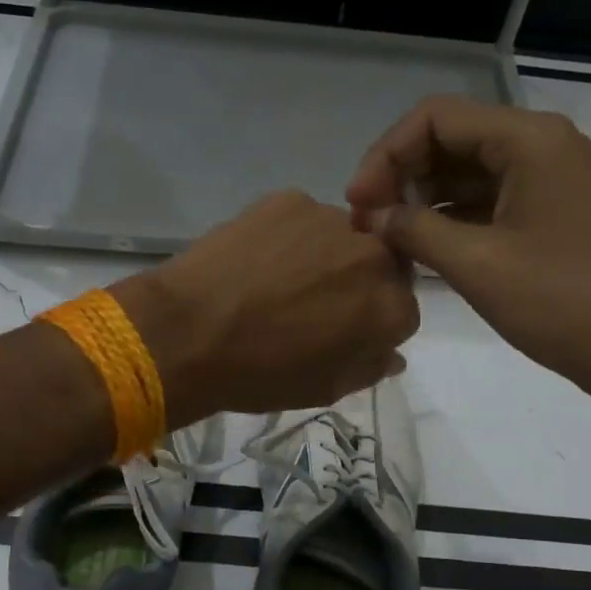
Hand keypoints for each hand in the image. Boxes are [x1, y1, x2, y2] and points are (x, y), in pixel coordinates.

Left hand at [114, 190, 417, 422]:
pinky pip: (302, 219)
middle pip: (380, 265)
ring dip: (324, 256)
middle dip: (356, 283)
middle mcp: (374, 256)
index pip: (402, 311)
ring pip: (341, 238)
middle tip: (311, 303)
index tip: (341, 331)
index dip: (371, 323)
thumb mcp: (324, 390)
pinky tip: (255, 259)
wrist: (188, 333)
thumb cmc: (260, 374)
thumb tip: (392, 354)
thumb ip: (369, 368)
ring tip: (276, 279)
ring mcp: (331, 220)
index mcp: (390, 309)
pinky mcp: (290, 199)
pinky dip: (288, 236)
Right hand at [345, 97, 590, 411]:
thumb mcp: (477, 265)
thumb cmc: (561, 303)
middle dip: (401, 176)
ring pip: (465, 171)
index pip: (435, 119)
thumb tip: (370, 217)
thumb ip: (414, 230)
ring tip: (385, 238)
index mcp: (529, 140)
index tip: (357, 203)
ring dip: (421, 198)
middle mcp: (539, 145)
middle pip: (449, 140)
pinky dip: (448, 217)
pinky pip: (485, 200)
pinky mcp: (547, 212)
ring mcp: (547, 179)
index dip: (386, 155)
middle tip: (367, 224)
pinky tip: (419, 247)